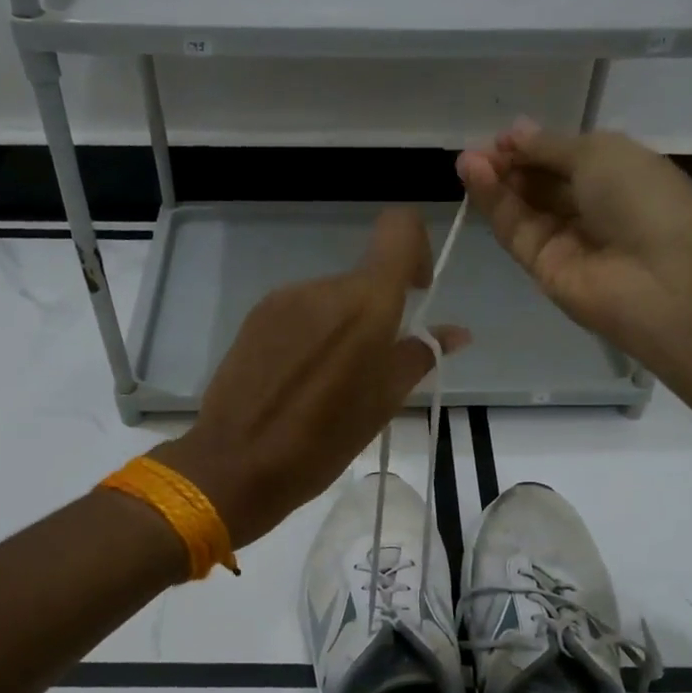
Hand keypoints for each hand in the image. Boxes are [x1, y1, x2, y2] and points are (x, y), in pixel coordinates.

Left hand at [156, 209, 469, 549]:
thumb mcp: (382, 403)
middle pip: (364, 278)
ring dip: (342, 327)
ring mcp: (283, 300)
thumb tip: (456, 333)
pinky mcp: (255, 317)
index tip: (415, 294)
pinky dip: (311, 334)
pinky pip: (299, 312)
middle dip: (377, 312)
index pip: (399, 228)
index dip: (416, 249)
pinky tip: (299, 380)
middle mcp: (323, 287)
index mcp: (365, 303)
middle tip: (371, 369)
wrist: (235, 464)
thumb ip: (420, 356)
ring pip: (330, 298)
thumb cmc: (322, 441)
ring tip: (330, 383)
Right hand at [455, 122, 691, 360]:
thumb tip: (514, 132)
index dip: (531, 146)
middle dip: (508, 164)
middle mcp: (590, 208)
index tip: (500, 137)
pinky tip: (475, 178)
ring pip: (522, 208)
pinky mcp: (543, 270)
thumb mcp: (599, 153)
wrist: (663, 277)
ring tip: (467, 160)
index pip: (562, 159)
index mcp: (615, 174)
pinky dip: (495, 205)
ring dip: (494, 182)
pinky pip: (516, 232)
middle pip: (539, 184)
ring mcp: (566, 241)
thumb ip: (549, 147)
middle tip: (475, 150)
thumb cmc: (642, 199)